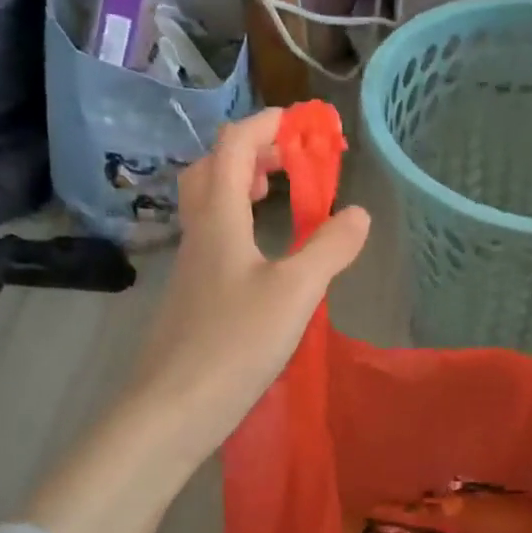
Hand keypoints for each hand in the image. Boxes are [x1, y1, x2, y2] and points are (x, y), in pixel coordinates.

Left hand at [134, 107, 370, 469]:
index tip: (302, 122)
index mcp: (219, 220)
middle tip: (288, 159)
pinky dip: (239, 223)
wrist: (172, 410)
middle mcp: (199, 234)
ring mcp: (191, 267)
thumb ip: (330, 248)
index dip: (265, 124)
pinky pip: (214, 238)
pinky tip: (264, 254)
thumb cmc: (234, 343)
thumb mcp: (296, 292)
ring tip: (277, 196)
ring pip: (207, 205)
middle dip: (249, 151)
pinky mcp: (193, 297)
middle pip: (210, 170)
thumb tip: (359, 213)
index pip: (233, 147)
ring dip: (239, 185)